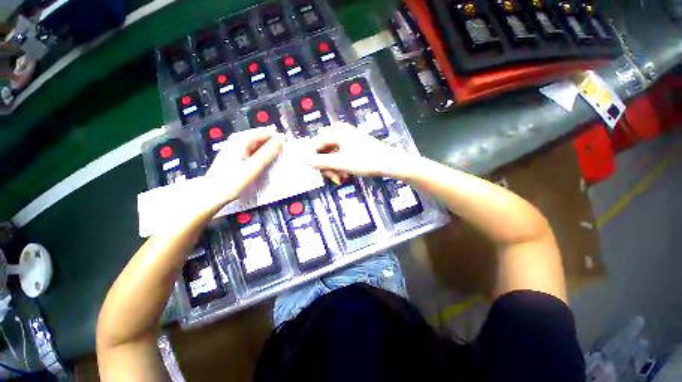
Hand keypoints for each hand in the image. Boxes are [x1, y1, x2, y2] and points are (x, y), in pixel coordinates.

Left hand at [202, 128, 284, 208]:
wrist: (212, 196)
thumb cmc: (232, 182)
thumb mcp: (253, 167)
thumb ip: (269, 152)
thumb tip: (283, 138)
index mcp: (241, 139)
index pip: (266, 132)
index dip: (278, 140)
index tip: (288, 151)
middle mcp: (238, 140)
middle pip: (262, 138)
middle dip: (273, 147)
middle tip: (282, 160)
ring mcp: (236, 148)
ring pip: (258, 146)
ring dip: (268, 153)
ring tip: (275, 163)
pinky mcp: (237, 156)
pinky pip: (254, 152)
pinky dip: (261, 157)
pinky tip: (264, 165)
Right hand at [308, 124, 416, 181]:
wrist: (389, 163)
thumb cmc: (365, 161)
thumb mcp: (340, 163)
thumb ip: (321, 162)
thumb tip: (304, 161)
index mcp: (336, 132)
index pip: (316, 144)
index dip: (314, 158)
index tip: (316, 172)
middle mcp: (341, 132)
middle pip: (324, 149)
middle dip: (326, 165)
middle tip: (332, 177)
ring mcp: (348, 139)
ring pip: (333, 154)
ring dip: (334, 167)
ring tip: (340, 178)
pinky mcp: (354, 146)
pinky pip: (341, 155)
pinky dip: (341, 165)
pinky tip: (345, 175)